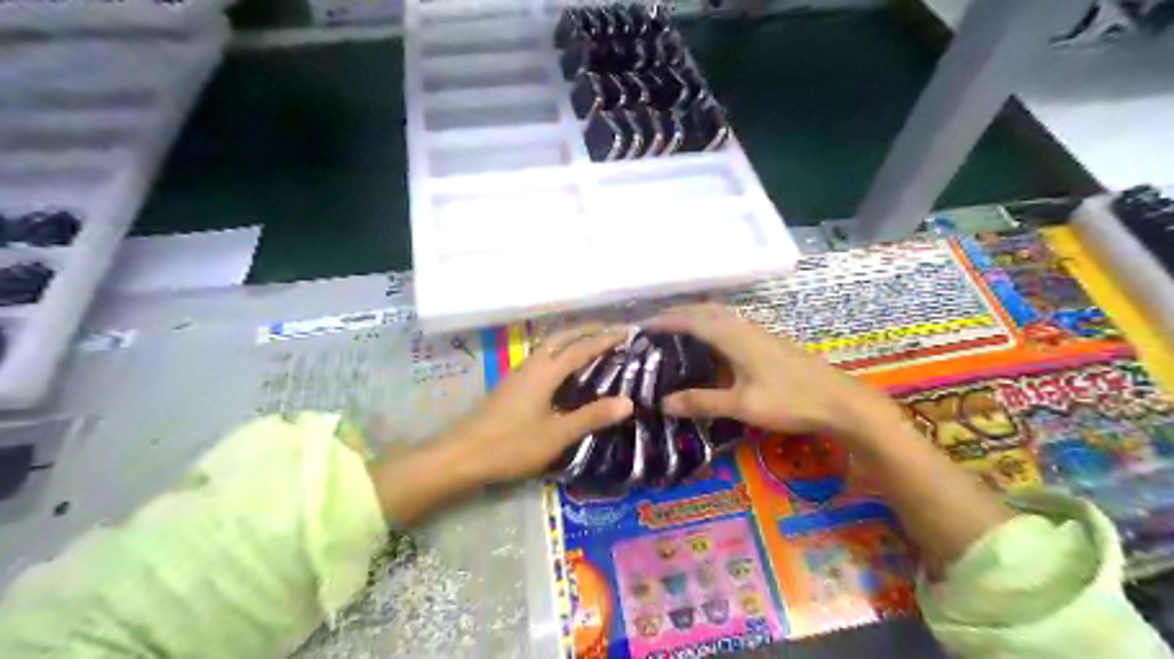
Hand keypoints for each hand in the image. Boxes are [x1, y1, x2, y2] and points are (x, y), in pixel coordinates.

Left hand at [438, 321, 636, 484]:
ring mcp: (518, 373)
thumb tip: (628, 402)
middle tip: (610, 331)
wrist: (462, 455)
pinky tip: (563, 368)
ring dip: (571, 338)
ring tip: (591, 343)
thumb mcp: (557, 434)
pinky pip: (541, 356)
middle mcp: (532, 365)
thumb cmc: (511, 445)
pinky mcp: (511, 384)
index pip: (581, 348)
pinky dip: (559, 351)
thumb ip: (592, 417)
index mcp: (545, 372)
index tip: (626, 332)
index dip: (605, 339)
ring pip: (549, 345)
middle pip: (562, 337)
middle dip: (587, 330)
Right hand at [652, 303, 899, 441]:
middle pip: (704, 311)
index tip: (641, 328)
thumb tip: (663, 403)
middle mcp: (743, 327)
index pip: (691, 320)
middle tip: (653, 328)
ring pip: (719, 315)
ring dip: (695, 317)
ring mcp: (758, 332)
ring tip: (674, 332)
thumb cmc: (790, 401)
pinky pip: (730, 323)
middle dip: (677, 314)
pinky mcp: (767, 340)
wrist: (840, 401)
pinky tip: (709, 343)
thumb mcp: (742, 405)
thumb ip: (702, 401)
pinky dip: (710, 324)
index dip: (665, 322)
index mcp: (734, 337)